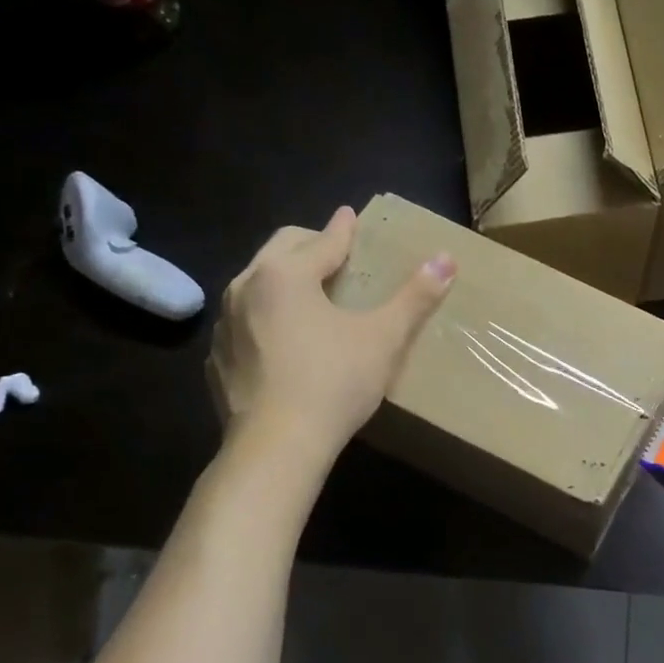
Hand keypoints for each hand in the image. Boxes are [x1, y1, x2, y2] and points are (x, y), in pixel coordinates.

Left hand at [207, 205, 454, 456]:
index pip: (322, 241)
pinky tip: (284, 342)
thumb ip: (415, 297)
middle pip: (280, 250)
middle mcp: (246, 287)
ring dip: (283, 280)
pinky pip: (244, 324)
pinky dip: (265, 319)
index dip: (343, 229)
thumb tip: (446, 258)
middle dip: (309, 245)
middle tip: (335, 254)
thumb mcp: (384, 337)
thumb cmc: (334, 382)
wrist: (277, 447)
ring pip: (256, 285)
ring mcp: (225, 325)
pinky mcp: (217, 360)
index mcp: (285, 274)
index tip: (350, 215)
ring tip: (310, 296)